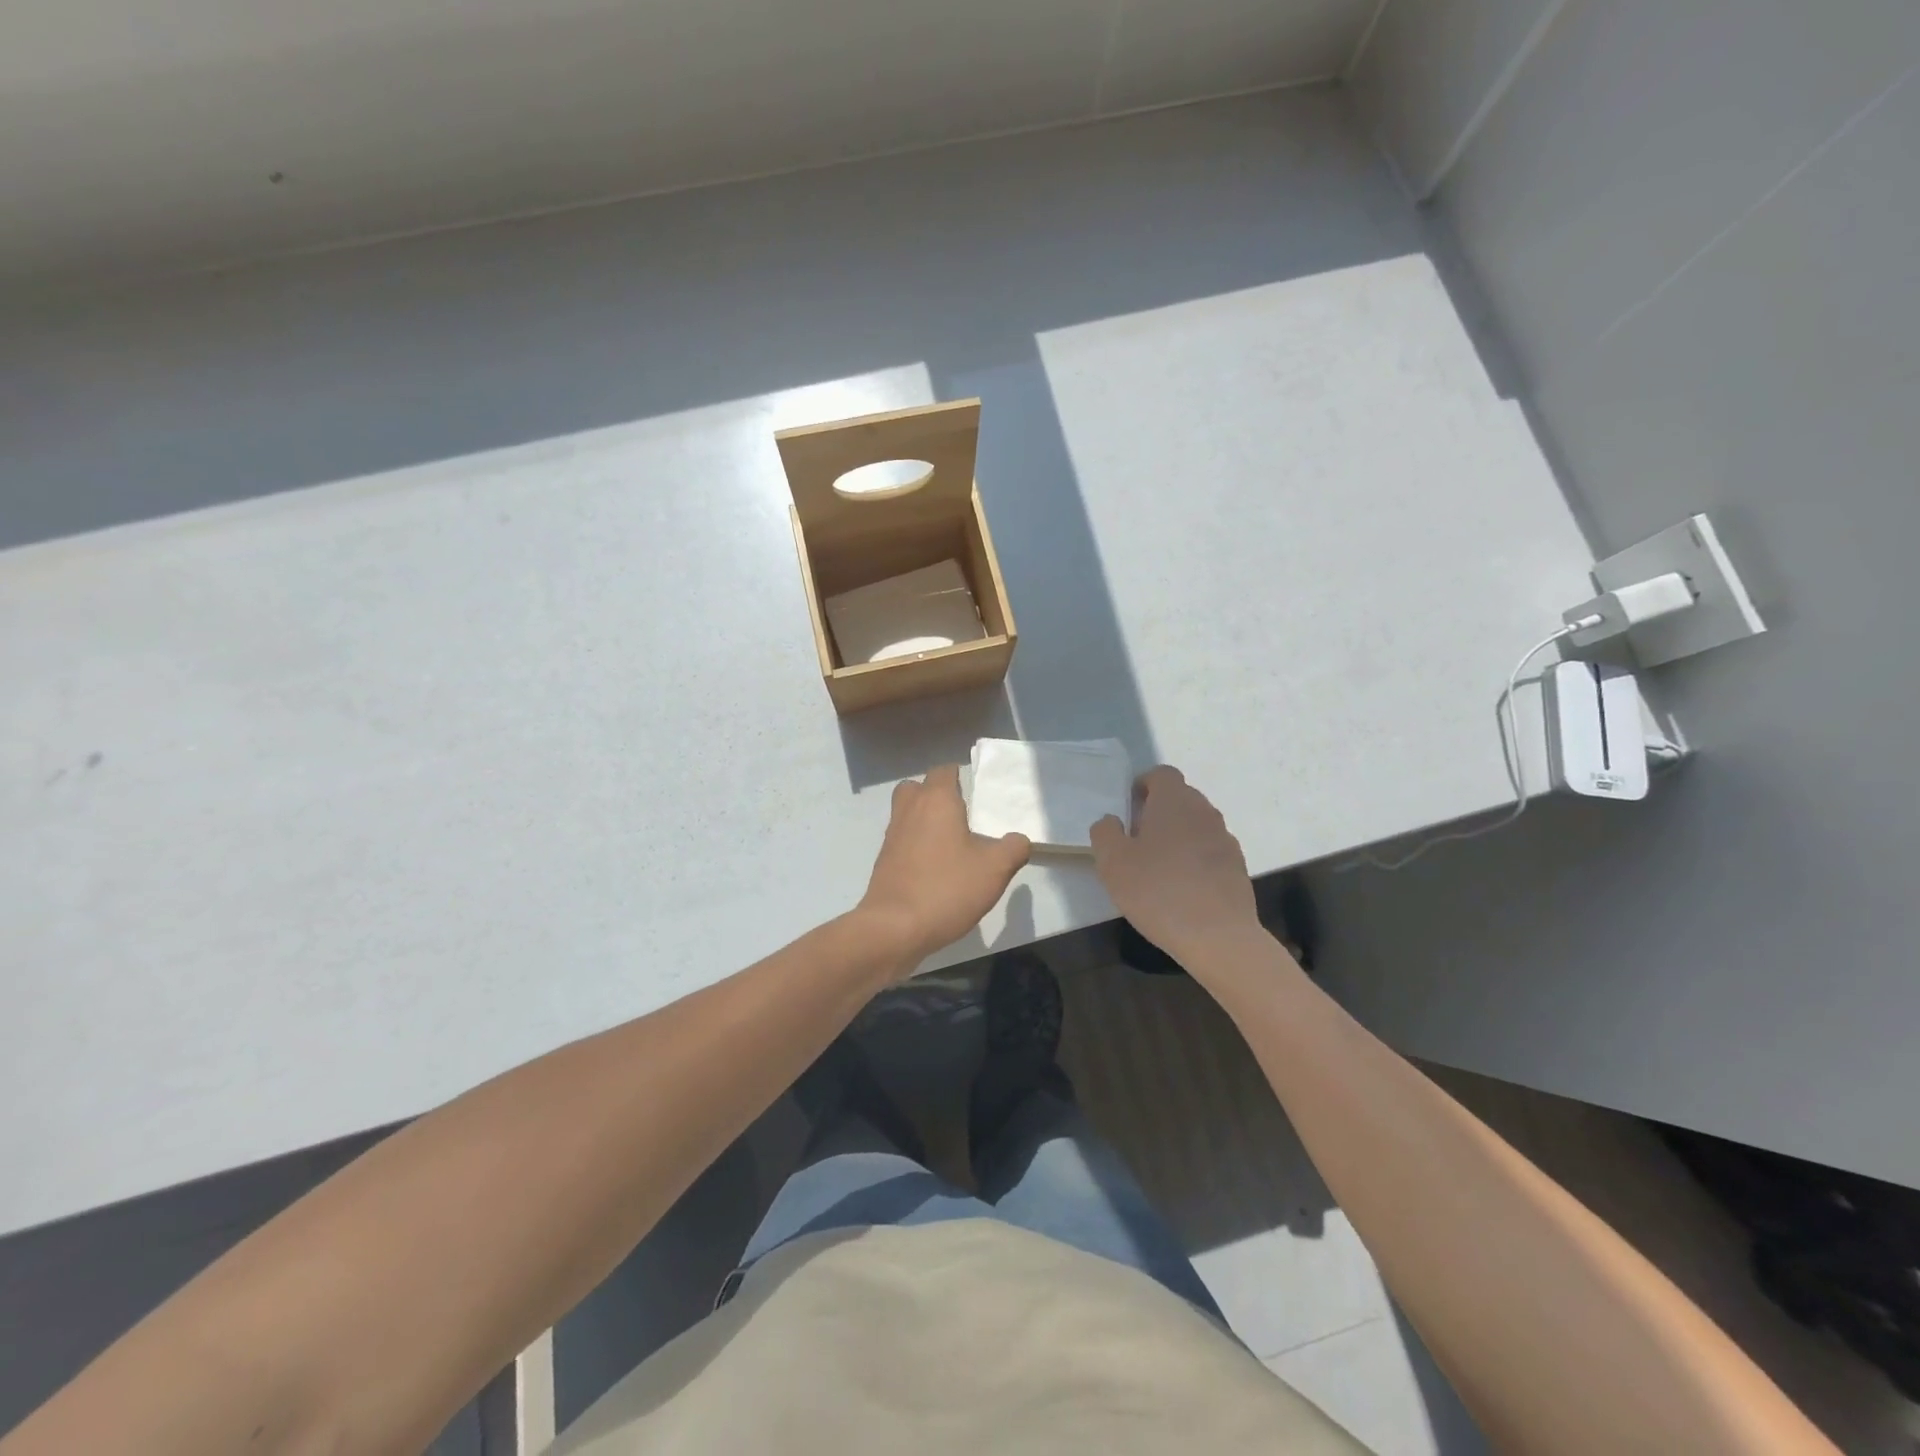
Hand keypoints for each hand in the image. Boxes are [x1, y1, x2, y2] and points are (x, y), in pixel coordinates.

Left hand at [856, 765, 1030, 971]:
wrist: (894, 927)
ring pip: (907, 813)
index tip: (977, 793)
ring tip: (952, 843)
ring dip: (925, 820)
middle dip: (937, 795)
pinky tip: (936, 868)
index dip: (959, 776)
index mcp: (936, 800)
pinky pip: (902, 840)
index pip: (943, 771)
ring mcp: (892, 836)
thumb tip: (1018, 840)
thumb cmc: (947, 888)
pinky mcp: (884, 861)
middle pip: (918, 787)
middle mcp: (909, 810)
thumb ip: (1013, 848)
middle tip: (961, 815)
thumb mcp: (995, 869)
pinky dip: (916, 845)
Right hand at [1090, 766, 1262, 967]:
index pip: (1161, 774)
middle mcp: (1204, 811)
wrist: (1216, 935)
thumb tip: (1112, 821)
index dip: (1144, 785)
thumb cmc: (1157, 890)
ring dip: (1178, 835)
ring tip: (1158, 866)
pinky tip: (1182, 887)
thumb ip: (1105, 833)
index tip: (1129, 807)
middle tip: (1137, 838)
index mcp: (1174, 801)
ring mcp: (1225, 839)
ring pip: (1196, 825)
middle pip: (1181, 797)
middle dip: (1159, 810)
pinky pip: (1210, 851)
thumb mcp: (1112, 862)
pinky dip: (1195, 859)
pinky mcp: (1237, 867)